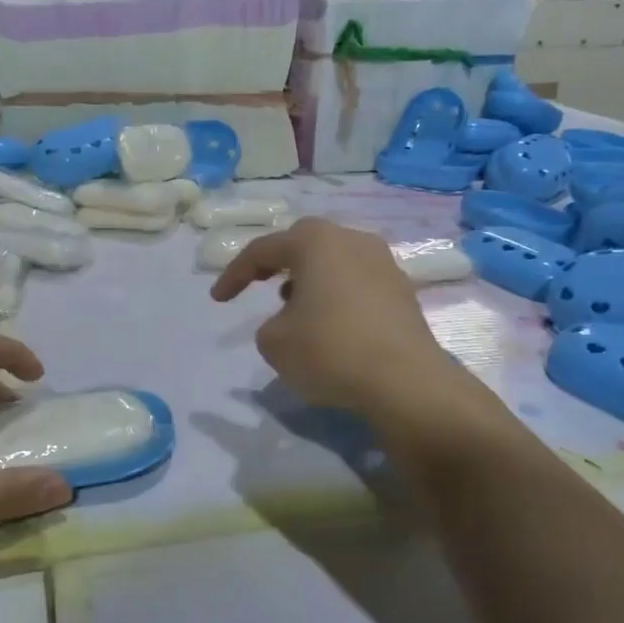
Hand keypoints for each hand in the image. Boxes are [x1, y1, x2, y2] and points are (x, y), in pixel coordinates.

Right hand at [211, 217, 455, 413]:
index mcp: (316, 242)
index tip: (218, 299)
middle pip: (305, 243)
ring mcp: (384, 263)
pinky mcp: (403, 291)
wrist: (405, 382)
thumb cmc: (330, 351)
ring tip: (295, 308)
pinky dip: (337, 295)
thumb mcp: (274, 343)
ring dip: (310, 278)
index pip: (263, 249)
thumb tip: (291, 320)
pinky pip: (357, 283)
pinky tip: (331, 323)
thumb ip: (270, 325)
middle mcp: (352, 240)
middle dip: (277, 262)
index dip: (234, 274)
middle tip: (259, 283)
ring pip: (335, 261)